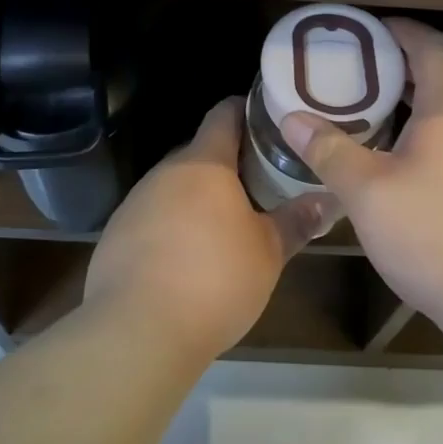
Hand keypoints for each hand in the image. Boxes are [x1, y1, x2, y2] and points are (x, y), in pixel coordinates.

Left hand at [84, 97, 334, 364]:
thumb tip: (327, 201)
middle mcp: (166, 172)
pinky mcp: (116, 236)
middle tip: (262, 179)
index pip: (224, 114)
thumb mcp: (268, 253)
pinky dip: (174, 226)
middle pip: (200, 151)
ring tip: (229, 221)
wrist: (136, 332)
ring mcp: (136, 202)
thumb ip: (297, 221)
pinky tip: (189, 258)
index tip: (270, 120)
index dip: (247, 111)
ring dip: (200, 196)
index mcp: (204, 163)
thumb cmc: (214, 279)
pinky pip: (153, 217)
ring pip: (175, 186)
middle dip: (229, 162)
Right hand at [280, 19, 442, 335]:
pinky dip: (425, 134)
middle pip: (440, 74)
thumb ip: (329, 150)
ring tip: (368, 113)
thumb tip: (292, 118)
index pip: (430, 44)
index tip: (365, 29)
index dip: (399, 29)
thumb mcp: (368, 192)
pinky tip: (398, 163)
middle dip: (397, 66)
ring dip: (411, 103)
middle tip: (353, 72)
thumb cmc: (436, 234)